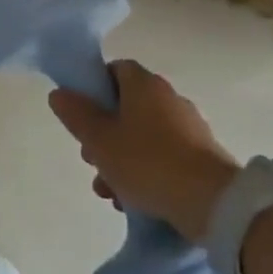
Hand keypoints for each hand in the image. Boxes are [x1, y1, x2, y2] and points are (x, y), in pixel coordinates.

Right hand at [48, 60, 239, 238]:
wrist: (212, 203)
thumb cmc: (147, 161)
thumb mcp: (98, 139)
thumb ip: (76, 114)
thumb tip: (60, 93)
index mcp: (145, 85)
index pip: (116, 69)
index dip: (95, 87)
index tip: (81, 113)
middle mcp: (170, 99)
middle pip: (126, 107)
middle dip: (103, 134)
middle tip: (91, 159)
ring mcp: (190, 129)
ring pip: (142, 137)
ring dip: (120, 160)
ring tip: (109, 191)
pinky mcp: (202, 158)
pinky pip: (163, 158)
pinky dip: (146, 173)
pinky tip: (134, 201)